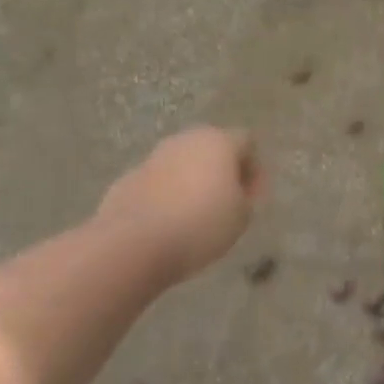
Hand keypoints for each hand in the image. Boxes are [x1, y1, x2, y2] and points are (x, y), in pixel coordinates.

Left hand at [96, 127, 263, 284]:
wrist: (135, 243)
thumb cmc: (201, 225)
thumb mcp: (241, 217)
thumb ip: (246, 197)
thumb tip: (236, 188)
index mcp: (218, 142)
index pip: (247, 142)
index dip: (254, 169)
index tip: (253, 198)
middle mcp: (184, 140)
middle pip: (212, 148)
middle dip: (222, 171)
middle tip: (228, 204)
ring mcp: (153, 157)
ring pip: (183, 163)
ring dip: (193, 182)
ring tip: (198, 215)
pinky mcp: (129, 178)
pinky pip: (159, 182)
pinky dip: (168, 195)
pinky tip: (169, 222)